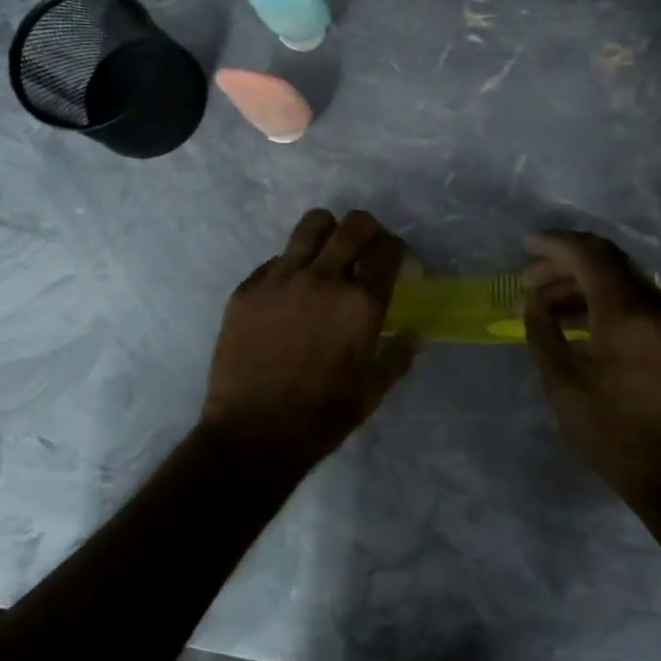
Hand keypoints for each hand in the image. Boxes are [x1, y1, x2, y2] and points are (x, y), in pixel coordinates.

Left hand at [202, 208, 419, 474]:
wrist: (252, 435)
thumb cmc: (321, 417)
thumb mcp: (373, 392)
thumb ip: (398, 356)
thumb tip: (412, 333)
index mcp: (361, 304)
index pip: (388, 251)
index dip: (397, 250)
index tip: (395, 260)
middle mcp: (324, 279)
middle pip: (354, 225)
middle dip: (369, 229)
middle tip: (367, 246)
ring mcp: (282, 279)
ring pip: (312, 225)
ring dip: (328, 231)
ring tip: (327, 251)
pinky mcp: (248, 288)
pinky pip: (276, 259)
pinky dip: (291, 266)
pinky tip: (289, 292)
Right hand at [522, 231, 660, 512]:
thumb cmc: (616, 435)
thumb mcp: (563, 386)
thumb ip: (543, 334)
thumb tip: (534, 304)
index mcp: (626, 312)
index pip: (589, 253)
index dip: (554, 244)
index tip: (525, 246)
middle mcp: (656, 304)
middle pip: (607, 261)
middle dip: (564, 264)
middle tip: (529, 282)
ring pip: (623, 282)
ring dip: (584, 286)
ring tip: (549, 310)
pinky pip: (639, 304)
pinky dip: (607, 303)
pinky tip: (583, 327)